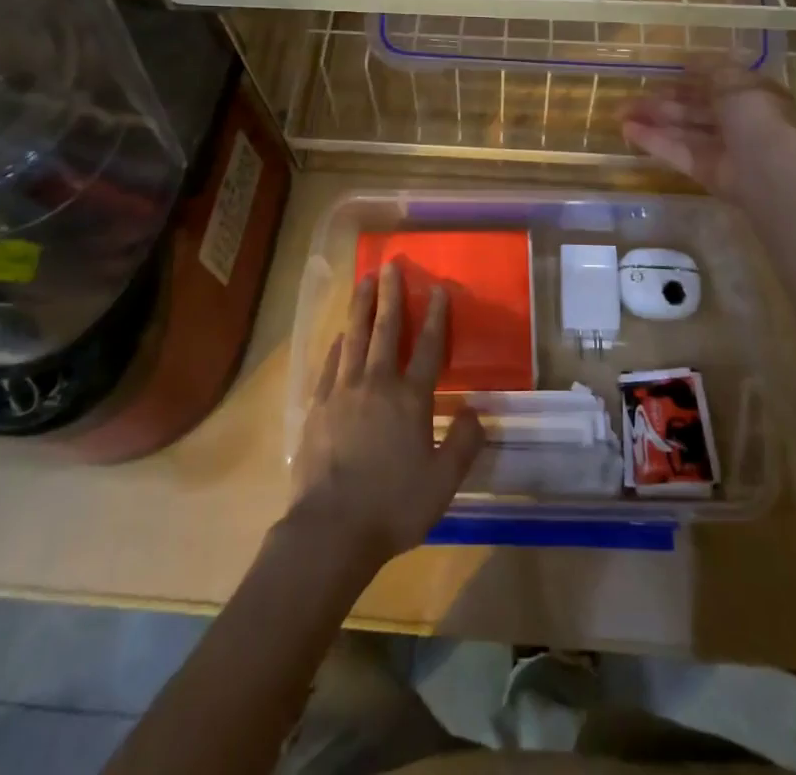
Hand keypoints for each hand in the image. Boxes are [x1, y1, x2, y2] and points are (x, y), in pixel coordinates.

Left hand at [288, 261, 484, 571]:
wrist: (330, 530)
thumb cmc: (393, 506)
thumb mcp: (443, 483)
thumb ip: (464, 444)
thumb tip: (477, 411)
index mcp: (410, 399)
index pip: (429, 348)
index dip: (436, 316)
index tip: (438, 289)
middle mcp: (377, 384)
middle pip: (387, 330)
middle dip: (391, 295)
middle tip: (392, 266)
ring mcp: (343, 392)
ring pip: (355, 337)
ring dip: (361, 306)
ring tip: (364, 280)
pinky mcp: (318, 407)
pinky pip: (331, 364)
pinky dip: (338, 344)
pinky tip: (340, 334)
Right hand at [621, 63, 795, 201]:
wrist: (770, 171)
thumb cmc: (757, 117)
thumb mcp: (736, 81)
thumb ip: (711, 68)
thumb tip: (690, 59)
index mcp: (749, 95)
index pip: (715, 83)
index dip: (689, 77)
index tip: (661, 73)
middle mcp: (736, 121)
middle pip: (693, 108)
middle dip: (662, 101)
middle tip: (629, 97)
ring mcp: (721, 148)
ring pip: (682, 129)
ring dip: (652, 120)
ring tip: (619, 112)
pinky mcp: (705, 171)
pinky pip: (677, 151)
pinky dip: (653, 141)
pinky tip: (627, 130)